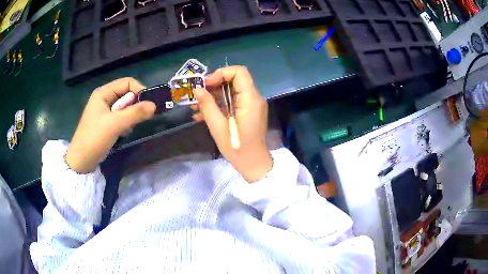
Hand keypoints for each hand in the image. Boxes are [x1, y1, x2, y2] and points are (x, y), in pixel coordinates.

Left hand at [65, 78, 155, 172]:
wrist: (81, 161)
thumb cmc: (95, 138)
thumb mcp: (115, 124)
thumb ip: (135, 113)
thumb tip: (154, 105)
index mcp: (103, 92)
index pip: (127, 83)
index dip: (139, 91)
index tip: (148, 106)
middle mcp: (104, 98)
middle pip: (126, 94)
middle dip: (134, 106)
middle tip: (137, 119)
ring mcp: (104, 110)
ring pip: (125, 106)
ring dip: (130, 116)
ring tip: (127, 128)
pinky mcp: (105, 122)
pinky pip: (121, 117)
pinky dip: (126, 123)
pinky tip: (123, 133)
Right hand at [192, 66, 271, 182]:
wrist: (254, 165)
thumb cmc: (237, 149)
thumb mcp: (218, 128)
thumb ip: (208, 106)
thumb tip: (197, 89)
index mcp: (250, 100)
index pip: (239, 72)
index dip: (221, 73)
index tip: (206, 84)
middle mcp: (254, 98)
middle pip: (234, 80)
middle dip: (213, 85)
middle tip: (197, 95)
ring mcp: (251, 105)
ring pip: (231, 91)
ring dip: (213, 96)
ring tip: (195, 107)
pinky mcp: (247, 112)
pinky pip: (232, 102)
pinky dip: (218, 105)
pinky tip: (202, 115)